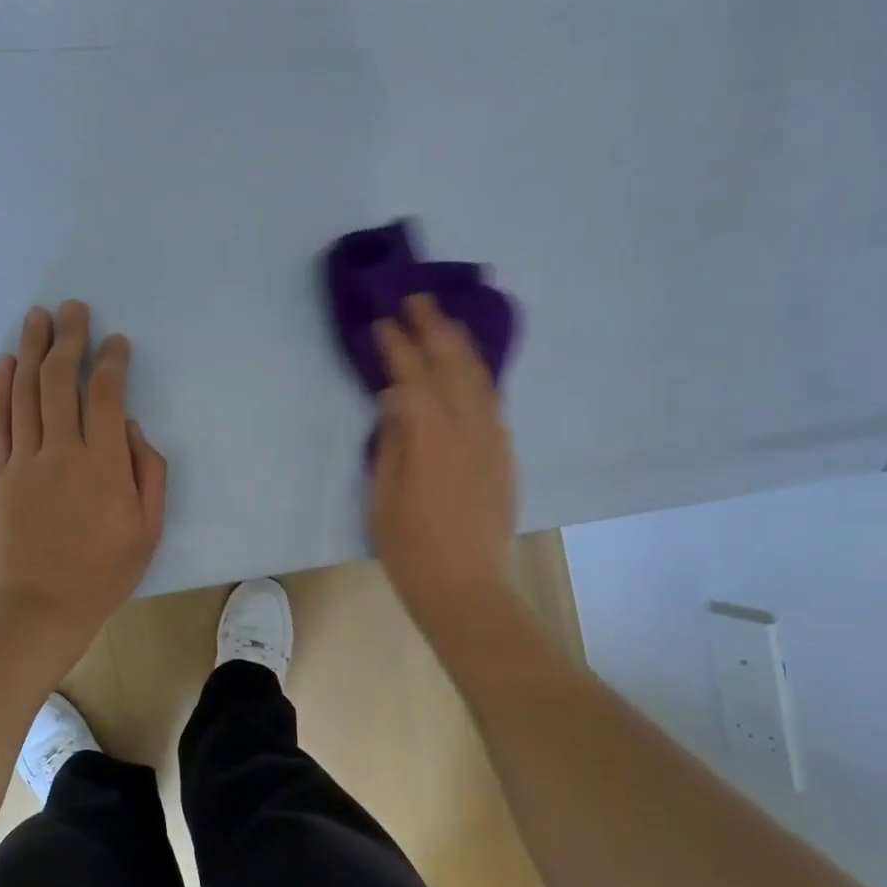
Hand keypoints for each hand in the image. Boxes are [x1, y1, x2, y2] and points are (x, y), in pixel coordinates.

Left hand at [0, 301, 167, 656]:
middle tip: (73, 309)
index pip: (107, 397)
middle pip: (61, 381)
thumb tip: (134, 430)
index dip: (112, 363)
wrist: (40, 607)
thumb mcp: (148, 529)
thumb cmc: (104, 573)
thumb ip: (148, 474)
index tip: (116, 342)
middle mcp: (61, 451)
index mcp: (104, 464)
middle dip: (68, 339)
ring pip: (25, 392)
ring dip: (31, 350)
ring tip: (37, 318)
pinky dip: (0, 388)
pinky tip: (6, 363)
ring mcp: (23, 461)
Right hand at [370, 294, 516, 629]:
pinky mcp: (504, 457)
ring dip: (461, 344)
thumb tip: (395, 399)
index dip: (397, 347)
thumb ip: (392, 442)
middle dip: (435, 328)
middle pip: (454, 366)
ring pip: (480, 379)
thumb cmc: (411, 549)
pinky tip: (466, 368)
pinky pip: (492, 401)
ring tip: (444, 320)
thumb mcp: (384, 497)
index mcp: (433, 440)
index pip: (414, 378)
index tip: (381, 322)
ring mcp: (494, 442)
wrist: (466, 588)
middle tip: (416, 299)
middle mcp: (470, 431)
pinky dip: (477, 375)